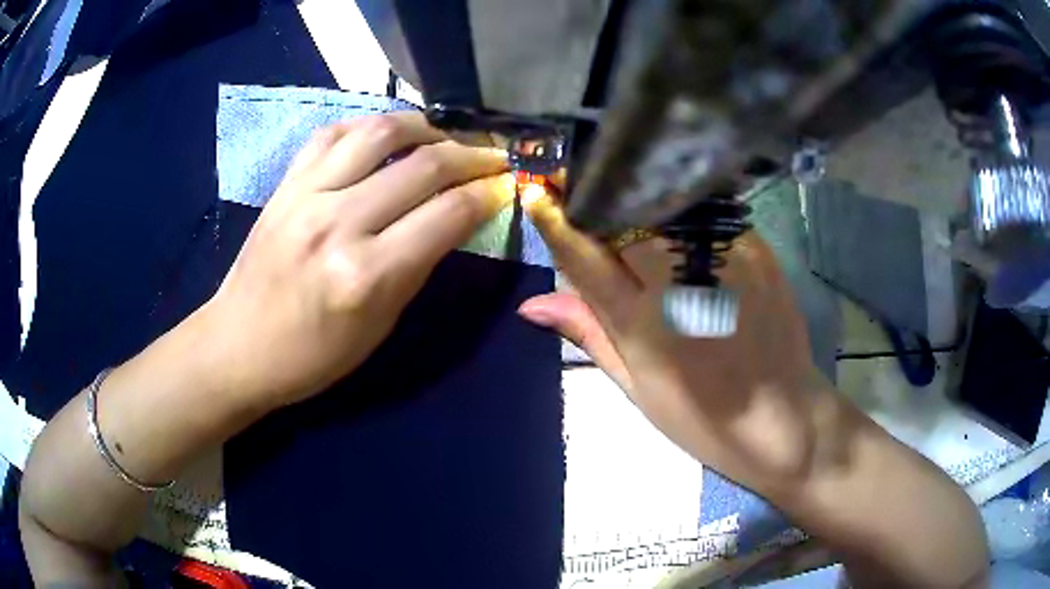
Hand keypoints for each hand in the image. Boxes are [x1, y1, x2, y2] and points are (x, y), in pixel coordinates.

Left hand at [197, 112, 514, 409]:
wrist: (238, 346)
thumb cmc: (313, 356)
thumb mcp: (380, 325)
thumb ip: (420, 264)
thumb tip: (458, 216)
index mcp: (367, 275)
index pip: (448, 213)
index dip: (488, 192)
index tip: (509, 183)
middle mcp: (338, 223)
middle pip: (422, 165)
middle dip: (471, 154)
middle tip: (493, 155)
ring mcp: (306, 195)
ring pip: (379, 132)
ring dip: (424, 125)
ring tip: (445, 134)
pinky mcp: (285, 184)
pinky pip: (333, 133)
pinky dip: (368, 125)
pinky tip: (386, 134)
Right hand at [518, 188, 822, 492]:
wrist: (784, 418)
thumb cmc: (704, 420)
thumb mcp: (638, 390)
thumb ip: (590, 334)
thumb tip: (532, 303)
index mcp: (644, 323)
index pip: (584, 256)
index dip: (555, 221)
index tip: (537, 192)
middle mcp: (682, 280)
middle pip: (623, 218)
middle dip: (597, 206)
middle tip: (584, 202)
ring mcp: (724, 258)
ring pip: (663, 208)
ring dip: (638, 206)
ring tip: (631, 217)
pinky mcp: (756, 248)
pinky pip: (705, 215)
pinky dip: (682, 218)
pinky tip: (681, 232)